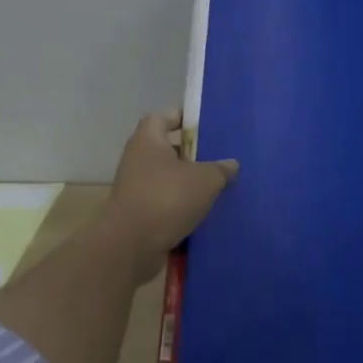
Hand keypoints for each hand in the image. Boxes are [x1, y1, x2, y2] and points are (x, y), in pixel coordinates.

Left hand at [99, 110, 239, 283]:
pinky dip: (182, 205)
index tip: (206, 124)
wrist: (131, 245)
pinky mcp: (139, 213)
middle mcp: (138, 159)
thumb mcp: (205, 179)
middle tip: (220, 157)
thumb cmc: (167, 198)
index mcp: (148, 140)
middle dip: (193, 153)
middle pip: (168, 148)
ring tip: (218, 186)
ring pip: (168, 177)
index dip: (184, 117)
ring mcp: (136, 187)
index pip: (164, 117)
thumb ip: (221, 169)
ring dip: (189, 182)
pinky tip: (205, 211)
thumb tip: (231, 164)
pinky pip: (165, 202)